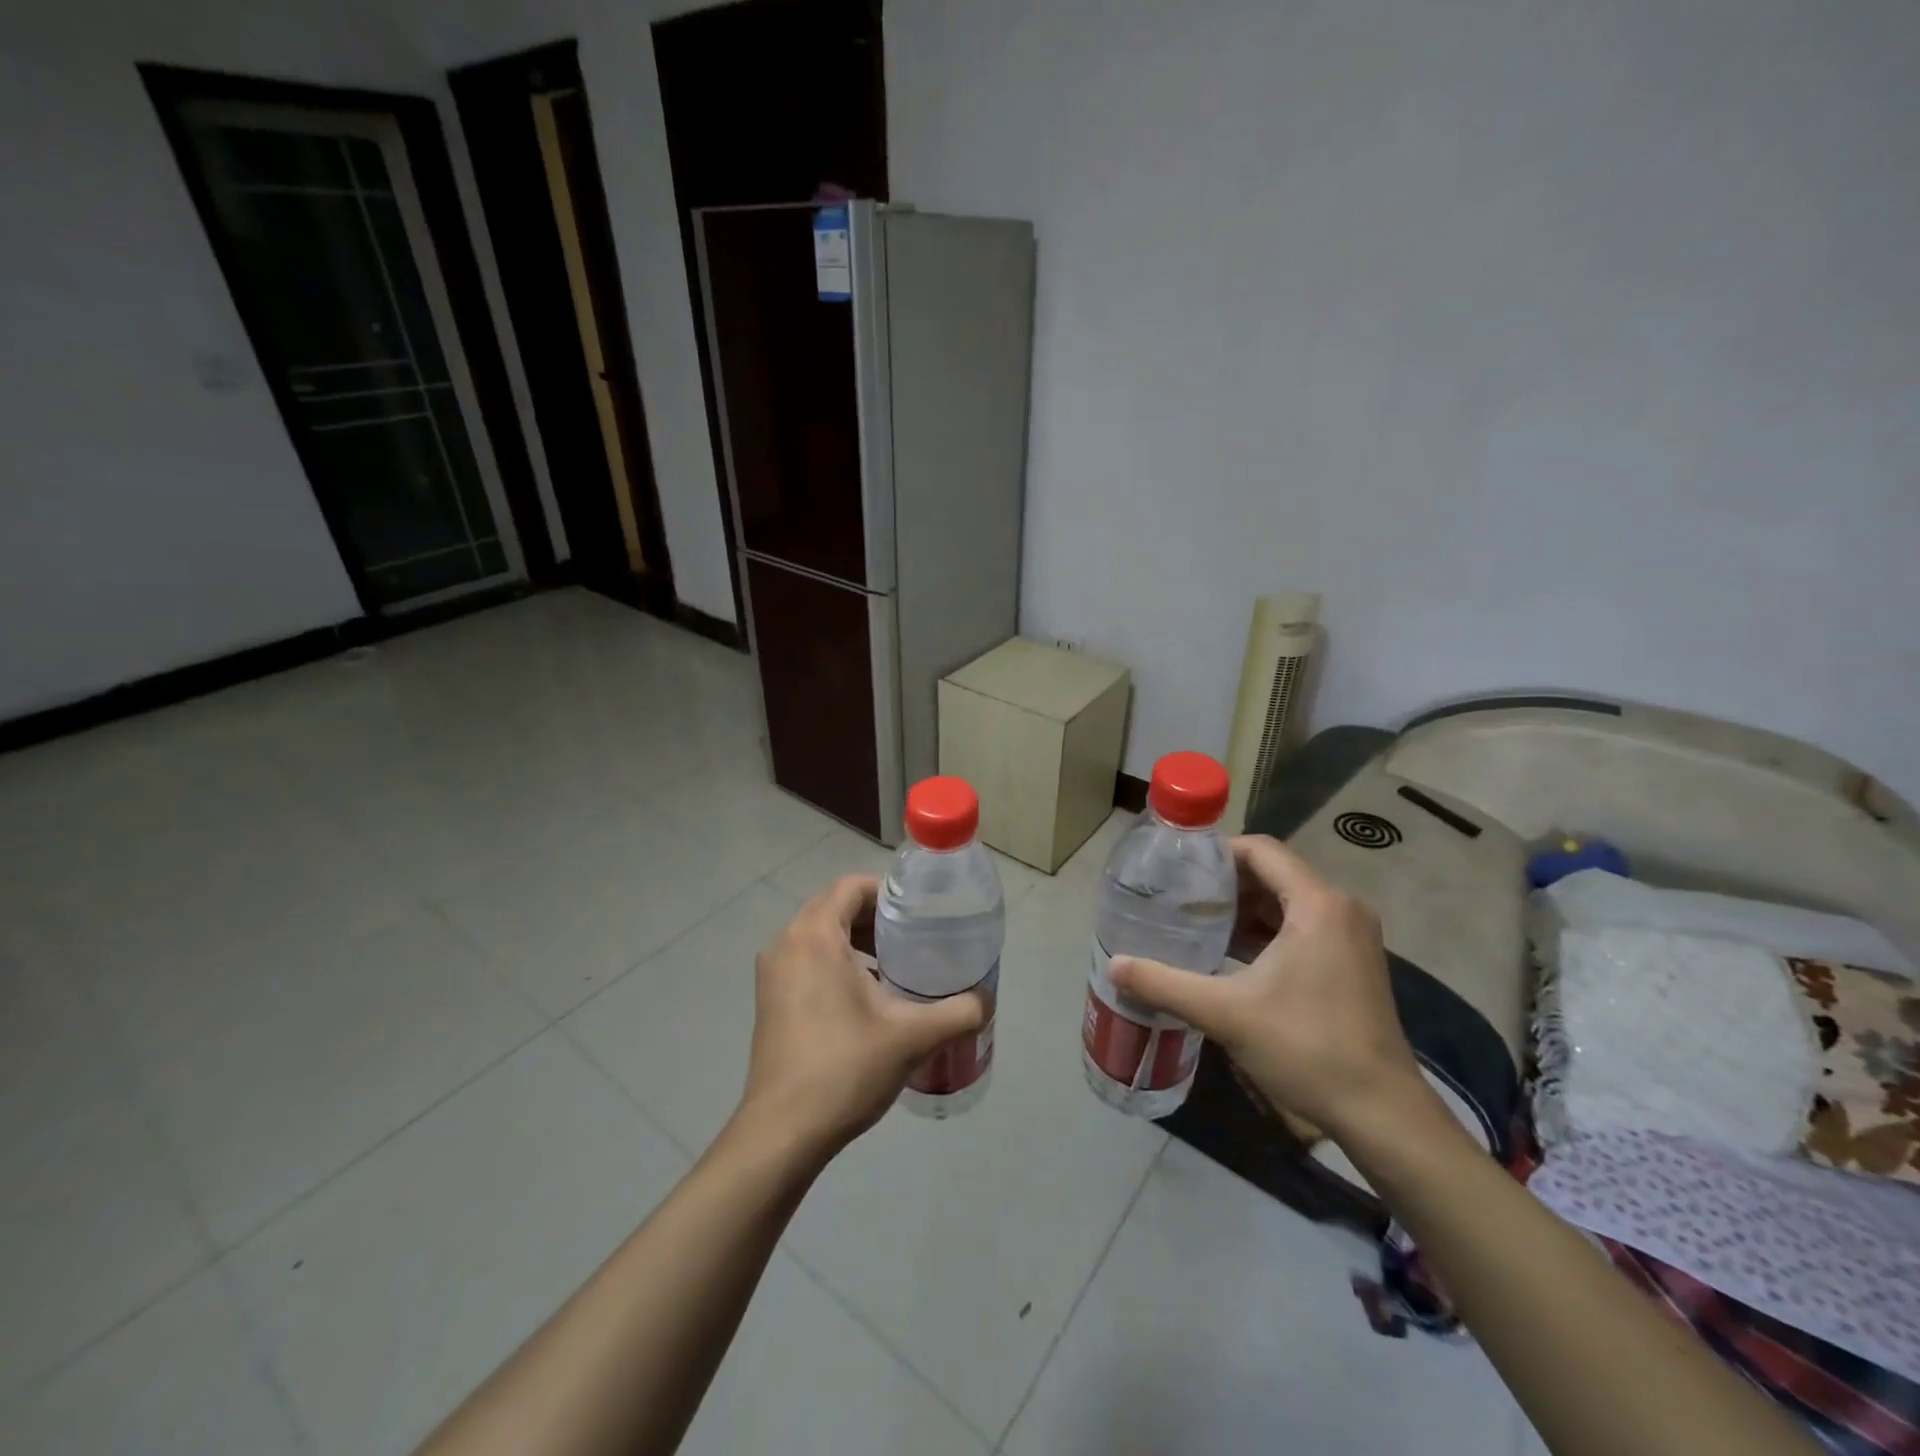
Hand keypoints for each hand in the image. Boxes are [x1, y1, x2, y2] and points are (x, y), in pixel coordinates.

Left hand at [739, 876, 986, 1154]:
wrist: (783, 1132)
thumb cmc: (845, 1068)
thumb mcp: (913, 1036)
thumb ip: (959, 1011)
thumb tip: (987, 999)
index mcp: (814, 935)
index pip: (852, 886)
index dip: (888, 893)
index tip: (920, 915)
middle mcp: (786, 943)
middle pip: (835, 907)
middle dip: (876, 917)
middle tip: (915, 940)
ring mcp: (772, 973)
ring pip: (820, 935)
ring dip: (856, 940)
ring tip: (896, 967)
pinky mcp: (769, 1000)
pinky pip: (807, 960)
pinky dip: (836, 963)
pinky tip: (867, 997)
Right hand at [1108, 835, 1426, 1138]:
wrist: (1382, 1113)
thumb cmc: (1307, 1048)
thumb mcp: (1226, 1013)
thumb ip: (1165, 984)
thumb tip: (1113, 965)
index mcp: (1318, 904)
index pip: (1260, 850)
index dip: (1215, 853)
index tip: (1176, 869)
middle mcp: (1340, 908)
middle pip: (1272, 872)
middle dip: (1224, 883)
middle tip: (1178, 897)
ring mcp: (1351, 936)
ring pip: (1286, 901)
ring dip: (1243, 908)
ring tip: (1195, 921)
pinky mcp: (1352, 961)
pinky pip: (1301, 926)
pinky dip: (1265, 931)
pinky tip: (1228, 952)